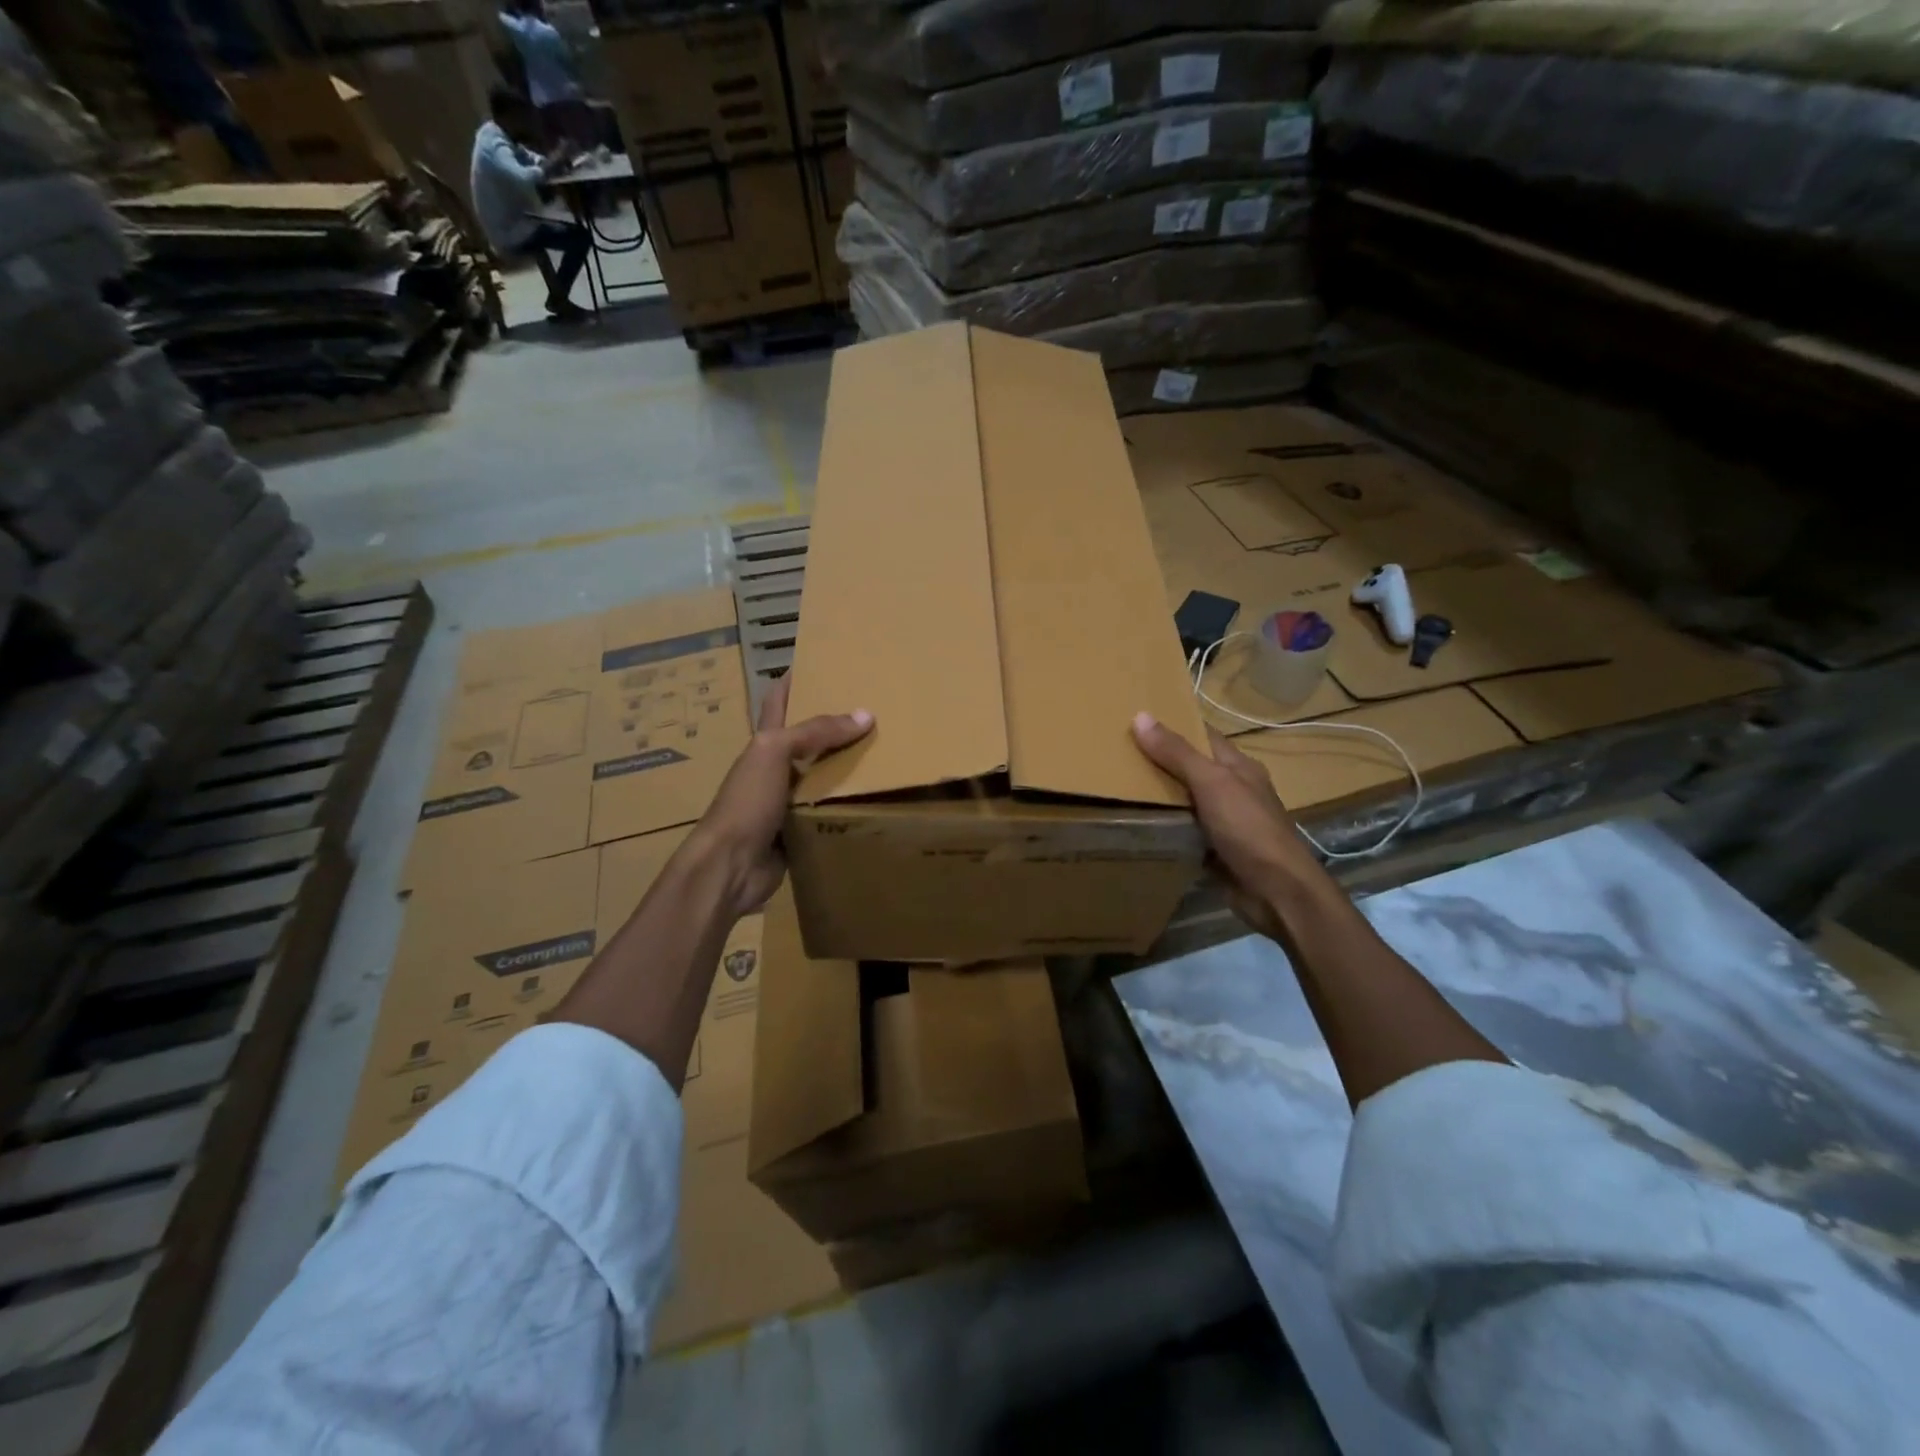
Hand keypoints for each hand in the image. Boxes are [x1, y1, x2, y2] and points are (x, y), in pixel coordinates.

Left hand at [690, 678, 871, 918]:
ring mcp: (786, 800)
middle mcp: (775, 767)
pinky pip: (828, 809)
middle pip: (807, 738)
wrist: (731, 865)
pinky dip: (847, 802)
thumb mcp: (776, 753)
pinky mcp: (799, 829)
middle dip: (834, 723)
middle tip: (872, 707)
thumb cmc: (746, 801)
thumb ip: (816, 732)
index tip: (820, 662)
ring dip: (847, 764)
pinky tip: (874, 796)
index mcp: (765, 742)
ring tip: (884, 749)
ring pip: (822, 774)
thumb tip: (866, 715)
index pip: (778, 701)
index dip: (793, 679)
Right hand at [1132, 713, 1327, 938]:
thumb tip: (1140, 716)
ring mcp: (1224, 822)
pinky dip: (1164, 828)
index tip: (1135, 718)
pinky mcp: (1214, 851)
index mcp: (1238, 767)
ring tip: (1116, 785)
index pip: (1202, 735)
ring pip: (1185, 801)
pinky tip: (1136, 825)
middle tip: (1115, 753)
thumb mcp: (1211, 783)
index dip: (1173, 724)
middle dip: (1158, 761)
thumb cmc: (1248, 829)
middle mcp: (1232, 790)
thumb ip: (1177, 753)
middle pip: (1190, 768)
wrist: (1276, 892)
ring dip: (1158, 797)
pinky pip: (1183, 832)